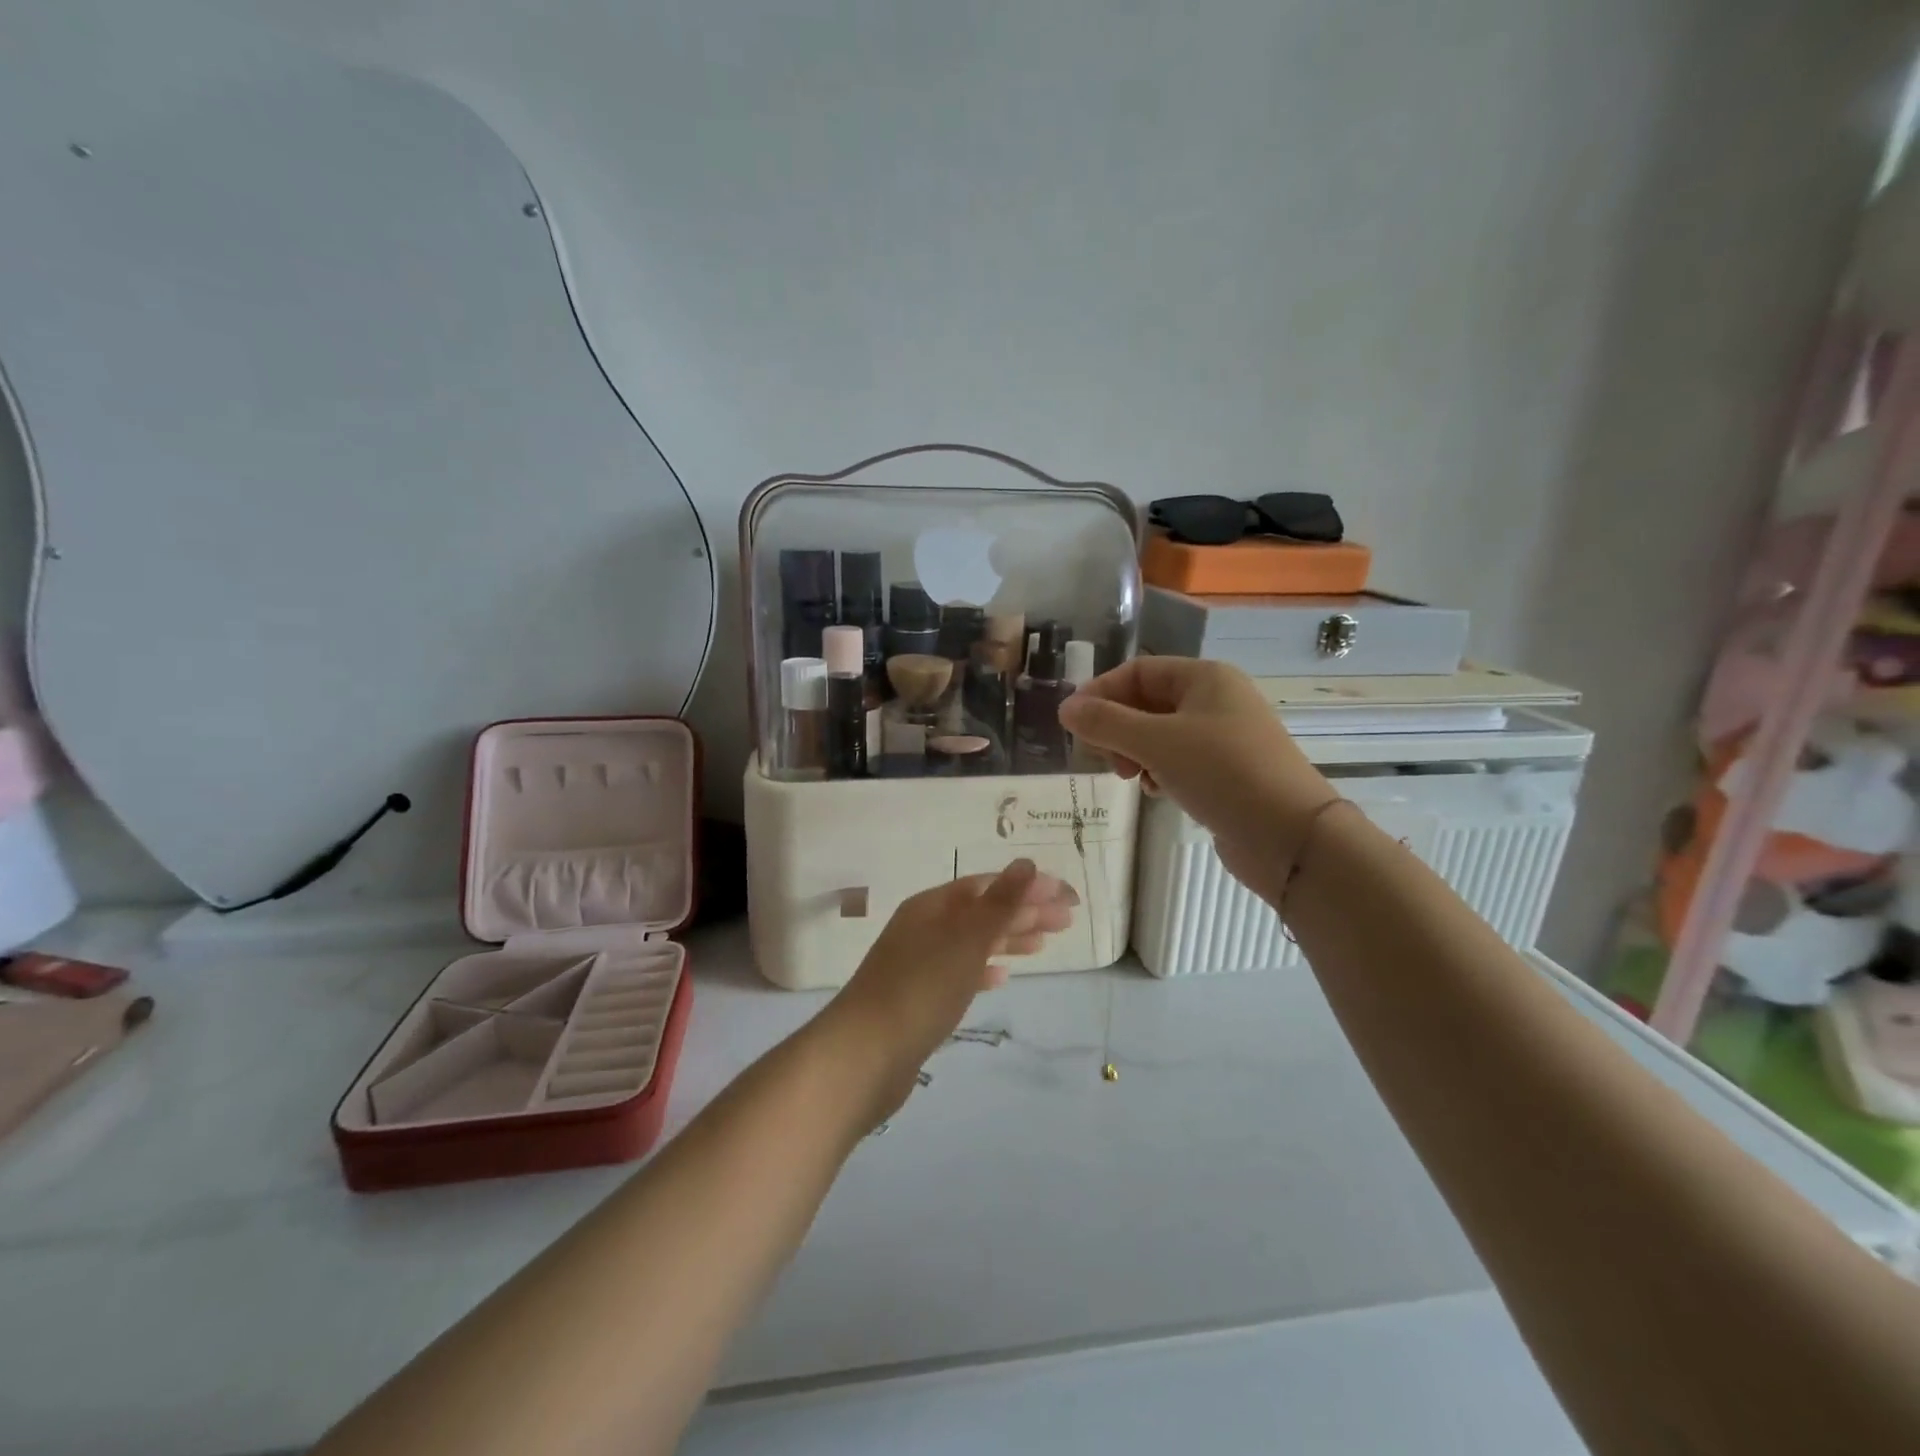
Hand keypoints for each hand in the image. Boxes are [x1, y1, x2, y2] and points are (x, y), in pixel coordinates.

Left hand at [822, 859, 1077, 1120]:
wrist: (864, 1056)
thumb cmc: (920, 989)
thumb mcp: (966, 941)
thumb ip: (1000, 903)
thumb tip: (1026, 863)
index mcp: (932, 906)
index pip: (987, 886)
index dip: (1027, 887)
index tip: (1067, 897)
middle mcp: (924, 928)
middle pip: (981, 912)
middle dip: (1023, 912)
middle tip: (1067, 921)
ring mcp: (919, 963)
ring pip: (972, 942)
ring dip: (1008, 939)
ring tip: (1043, 945)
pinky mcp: (919, 999)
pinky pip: (959, 973)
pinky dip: (983, 970)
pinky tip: (1001, 977)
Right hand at [1058, 658, 1334, 880]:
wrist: (1289, 836)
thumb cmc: (1222, 773)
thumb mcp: (1156, 743)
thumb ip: (1106, 723)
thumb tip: (1065, 708)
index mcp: (1205, 677)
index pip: (1137, 671)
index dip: (1100, 693)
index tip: (1073, 725)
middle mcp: (1216, 699)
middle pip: (1147, 702)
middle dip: (1118, 728)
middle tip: (1105, 759)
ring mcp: (1224, 736)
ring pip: (1160, 734)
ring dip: (1136, 752)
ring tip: (1132, 778)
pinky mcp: (1227, 771)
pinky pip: (1179, 760)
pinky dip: (1160, 771)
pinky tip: (1157, 792)